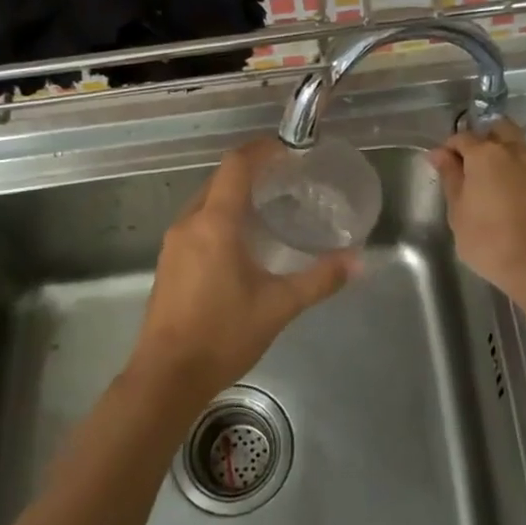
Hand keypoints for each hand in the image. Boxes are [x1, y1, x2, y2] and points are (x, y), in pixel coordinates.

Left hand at [127, 140, 359, 403]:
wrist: (167, 375)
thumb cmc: (224, 335)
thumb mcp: (279, 306)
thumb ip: (319, 279)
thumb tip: (358, 261)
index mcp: (215, 223)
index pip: (236, 166)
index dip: (261, 149)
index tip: (287, 148)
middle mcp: (189, 223)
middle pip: (219, 180)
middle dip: (250, 172)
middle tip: (285, 178)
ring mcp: (173, 244)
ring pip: (205, 202)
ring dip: (233, 196)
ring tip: (267, 206)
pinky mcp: (168, 264)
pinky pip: (196, 224)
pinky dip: (219, 218)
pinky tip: (240, 242)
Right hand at [428, 118, 525, 300]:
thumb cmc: (488, 240)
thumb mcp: (458, 211)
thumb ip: (450, 177)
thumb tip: (439, 153)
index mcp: (486, 154)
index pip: (462, 137)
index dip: (449, 149)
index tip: (443, 166)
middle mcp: (516, 152)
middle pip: (498, 129)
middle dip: (483, 138)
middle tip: (470, 165)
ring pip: (519, 147)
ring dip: (504, 154)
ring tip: (492, 182)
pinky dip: (520, 174)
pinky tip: (512, 198)